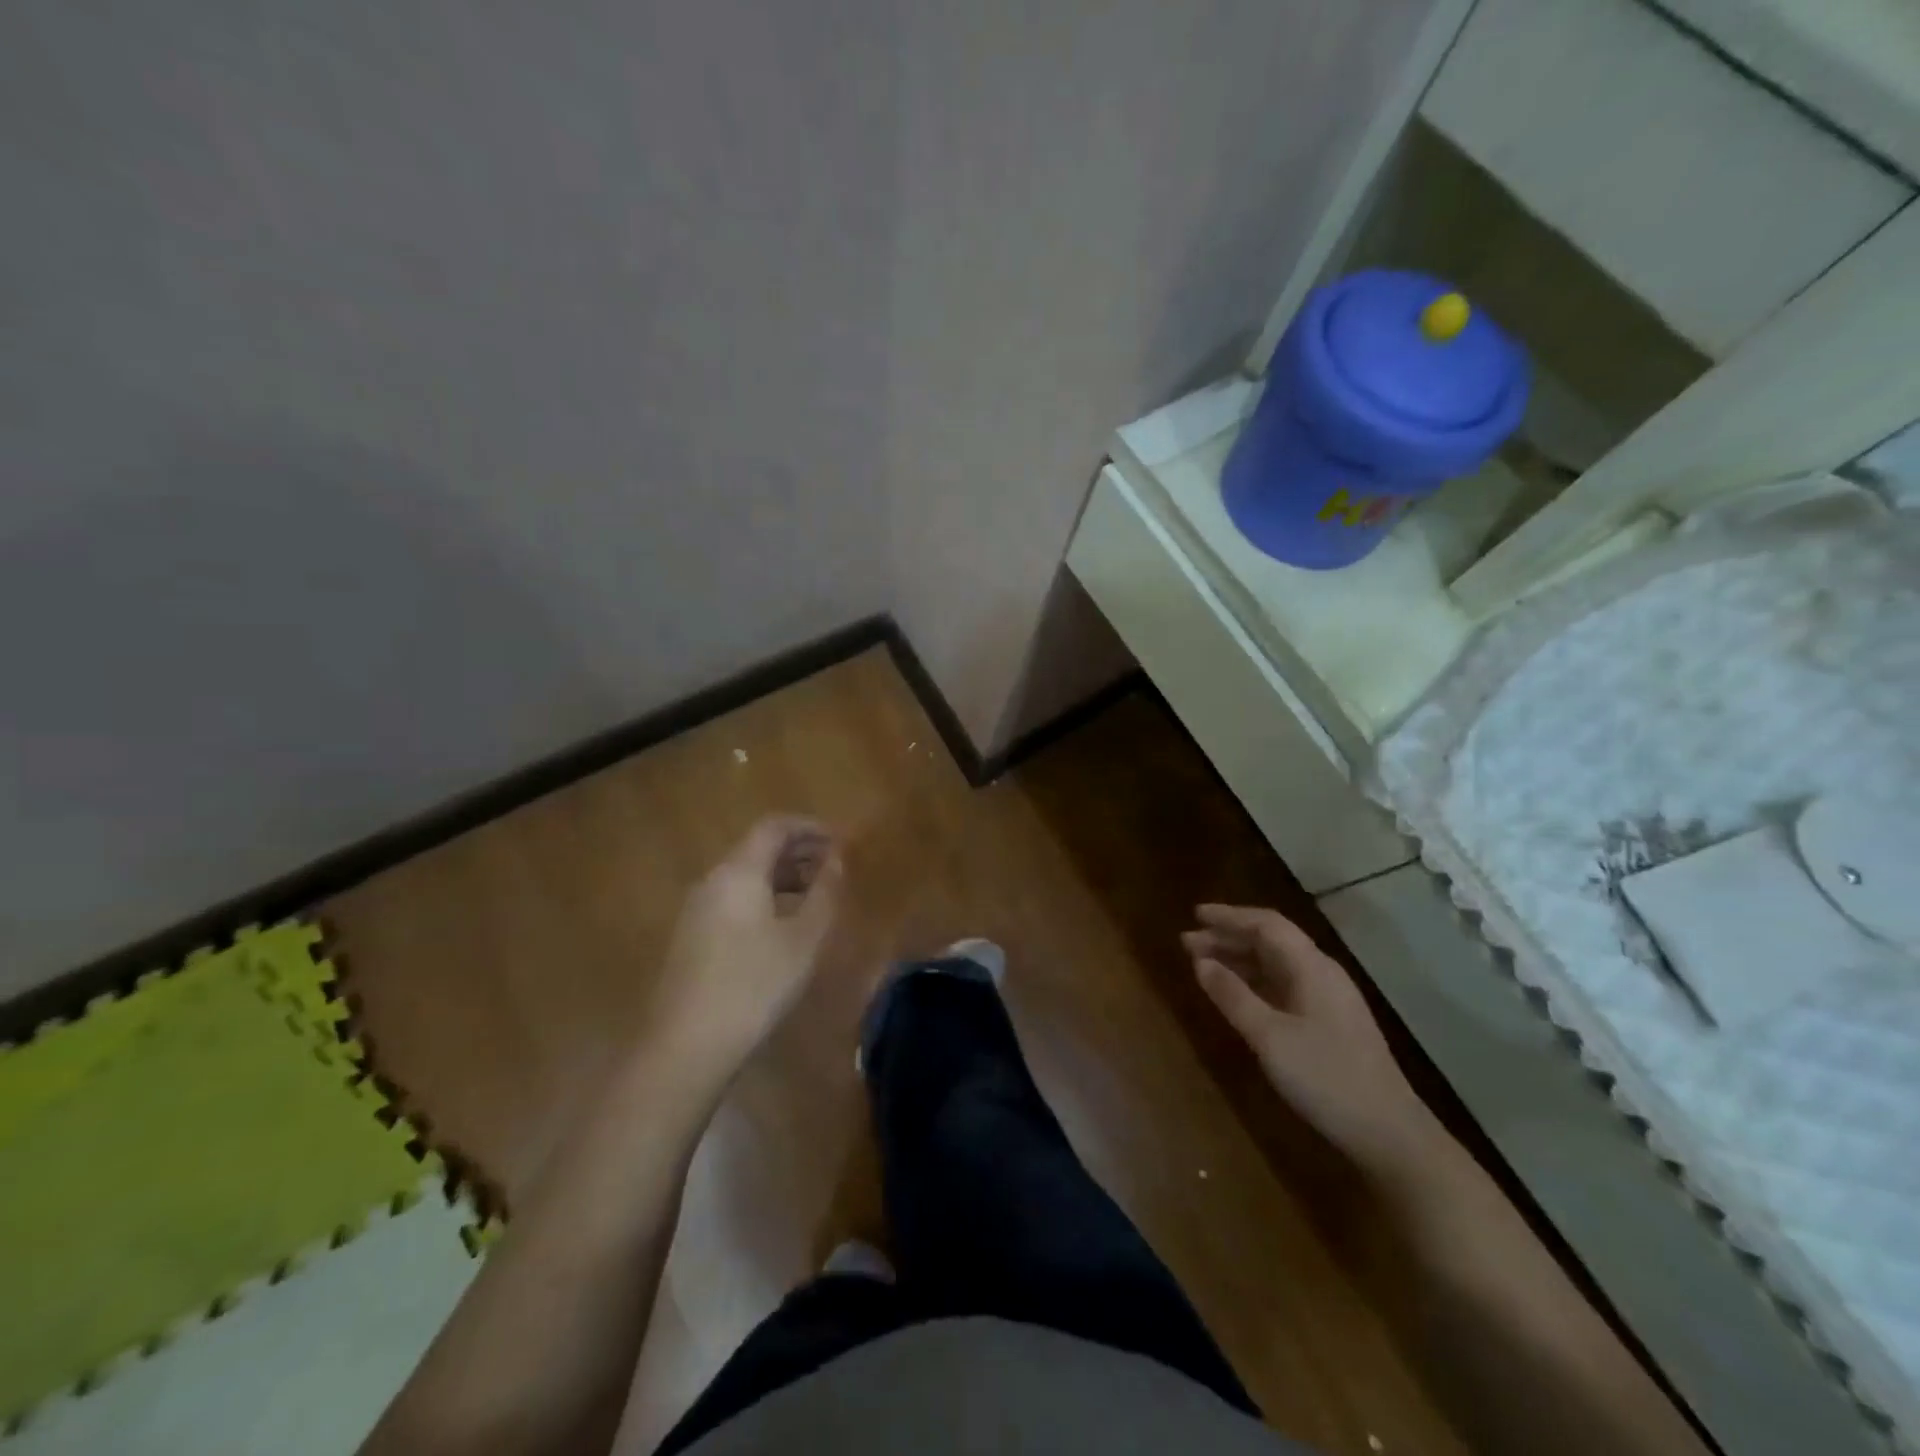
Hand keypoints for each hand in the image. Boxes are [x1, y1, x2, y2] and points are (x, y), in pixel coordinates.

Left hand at [644, 816, 843, 1082]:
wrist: (686, 1045)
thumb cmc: (754, 984)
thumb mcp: (803, 938)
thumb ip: (825, 892)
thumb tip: (837, 859)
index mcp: (739, 871)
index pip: (774, 826)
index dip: (810, 827)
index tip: (840, 841)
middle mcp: (713, 880)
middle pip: (758, 848)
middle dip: (800, 851)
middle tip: (835, 868)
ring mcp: (697, 909)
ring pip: (746, 875)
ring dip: (783, 876)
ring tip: (817, 896)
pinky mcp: (692, 936)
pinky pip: (734, 898)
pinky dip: (765, 897)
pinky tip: (784, 926)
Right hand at [1184, 903, 1435, 1174]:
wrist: (1390, 1134)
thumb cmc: (1326, 1078)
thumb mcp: (1270, 1038)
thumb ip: (1233, 996)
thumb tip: (1200, 962)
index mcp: (1312, 967)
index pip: (1266, 924)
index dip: (1229, 917)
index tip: (1195, 915)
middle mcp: (1321, 973)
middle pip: (1271, 941)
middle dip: (1228, 937)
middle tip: (1187, 943)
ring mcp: (1328, 999)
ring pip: (1276, 964)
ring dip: (1239, 959)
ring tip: (1202, 964)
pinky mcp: (1329, 1022)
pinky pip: (1283, 986)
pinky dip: (1254, 982)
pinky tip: (1236, 994)